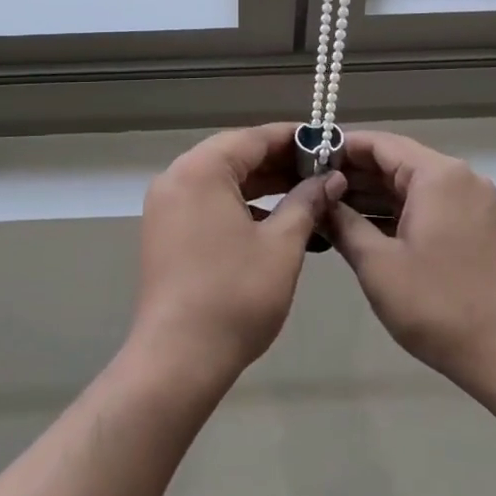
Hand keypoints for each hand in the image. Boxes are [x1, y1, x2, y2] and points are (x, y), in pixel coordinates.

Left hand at [130, 124, 346, 383]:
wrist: (178, 357)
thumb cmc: (236, 295)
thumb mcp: (282, 245)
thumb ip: (307, 202)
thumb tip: (331, 179)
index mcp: (201, 170)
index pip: (253, 138)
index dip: (293, 138)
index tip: (326, 142)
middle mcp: (176, 178)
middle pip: (234, 155)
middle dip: (278, 162)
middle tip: (321, 170)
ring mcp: (166, 205)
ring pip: (220, 179)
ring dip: (260, 184)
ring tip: (304, 193)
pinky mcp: (164, 231)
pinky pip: (206, 201)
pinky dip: (239, 204)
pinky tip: (272, 219)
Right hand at [328, 131, 495, 396]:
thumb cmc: (437, 305)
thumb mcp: (377, 264)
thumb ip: (343, 223)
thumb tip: (320, 201)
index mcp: (437, 175)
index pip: (380, 143)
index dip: (340, 148)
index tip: (304, 160)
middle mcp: (459, 178)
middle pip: (397, 161)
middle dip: (353, 173)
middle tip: (310, 188)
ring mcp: (472, 203)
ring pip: (412, 185)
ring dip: (373, 195)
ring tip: (327, 208)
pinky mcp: (476, 227)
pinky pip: (428, 205)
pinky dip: (396, 211)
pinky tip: (363, 228)